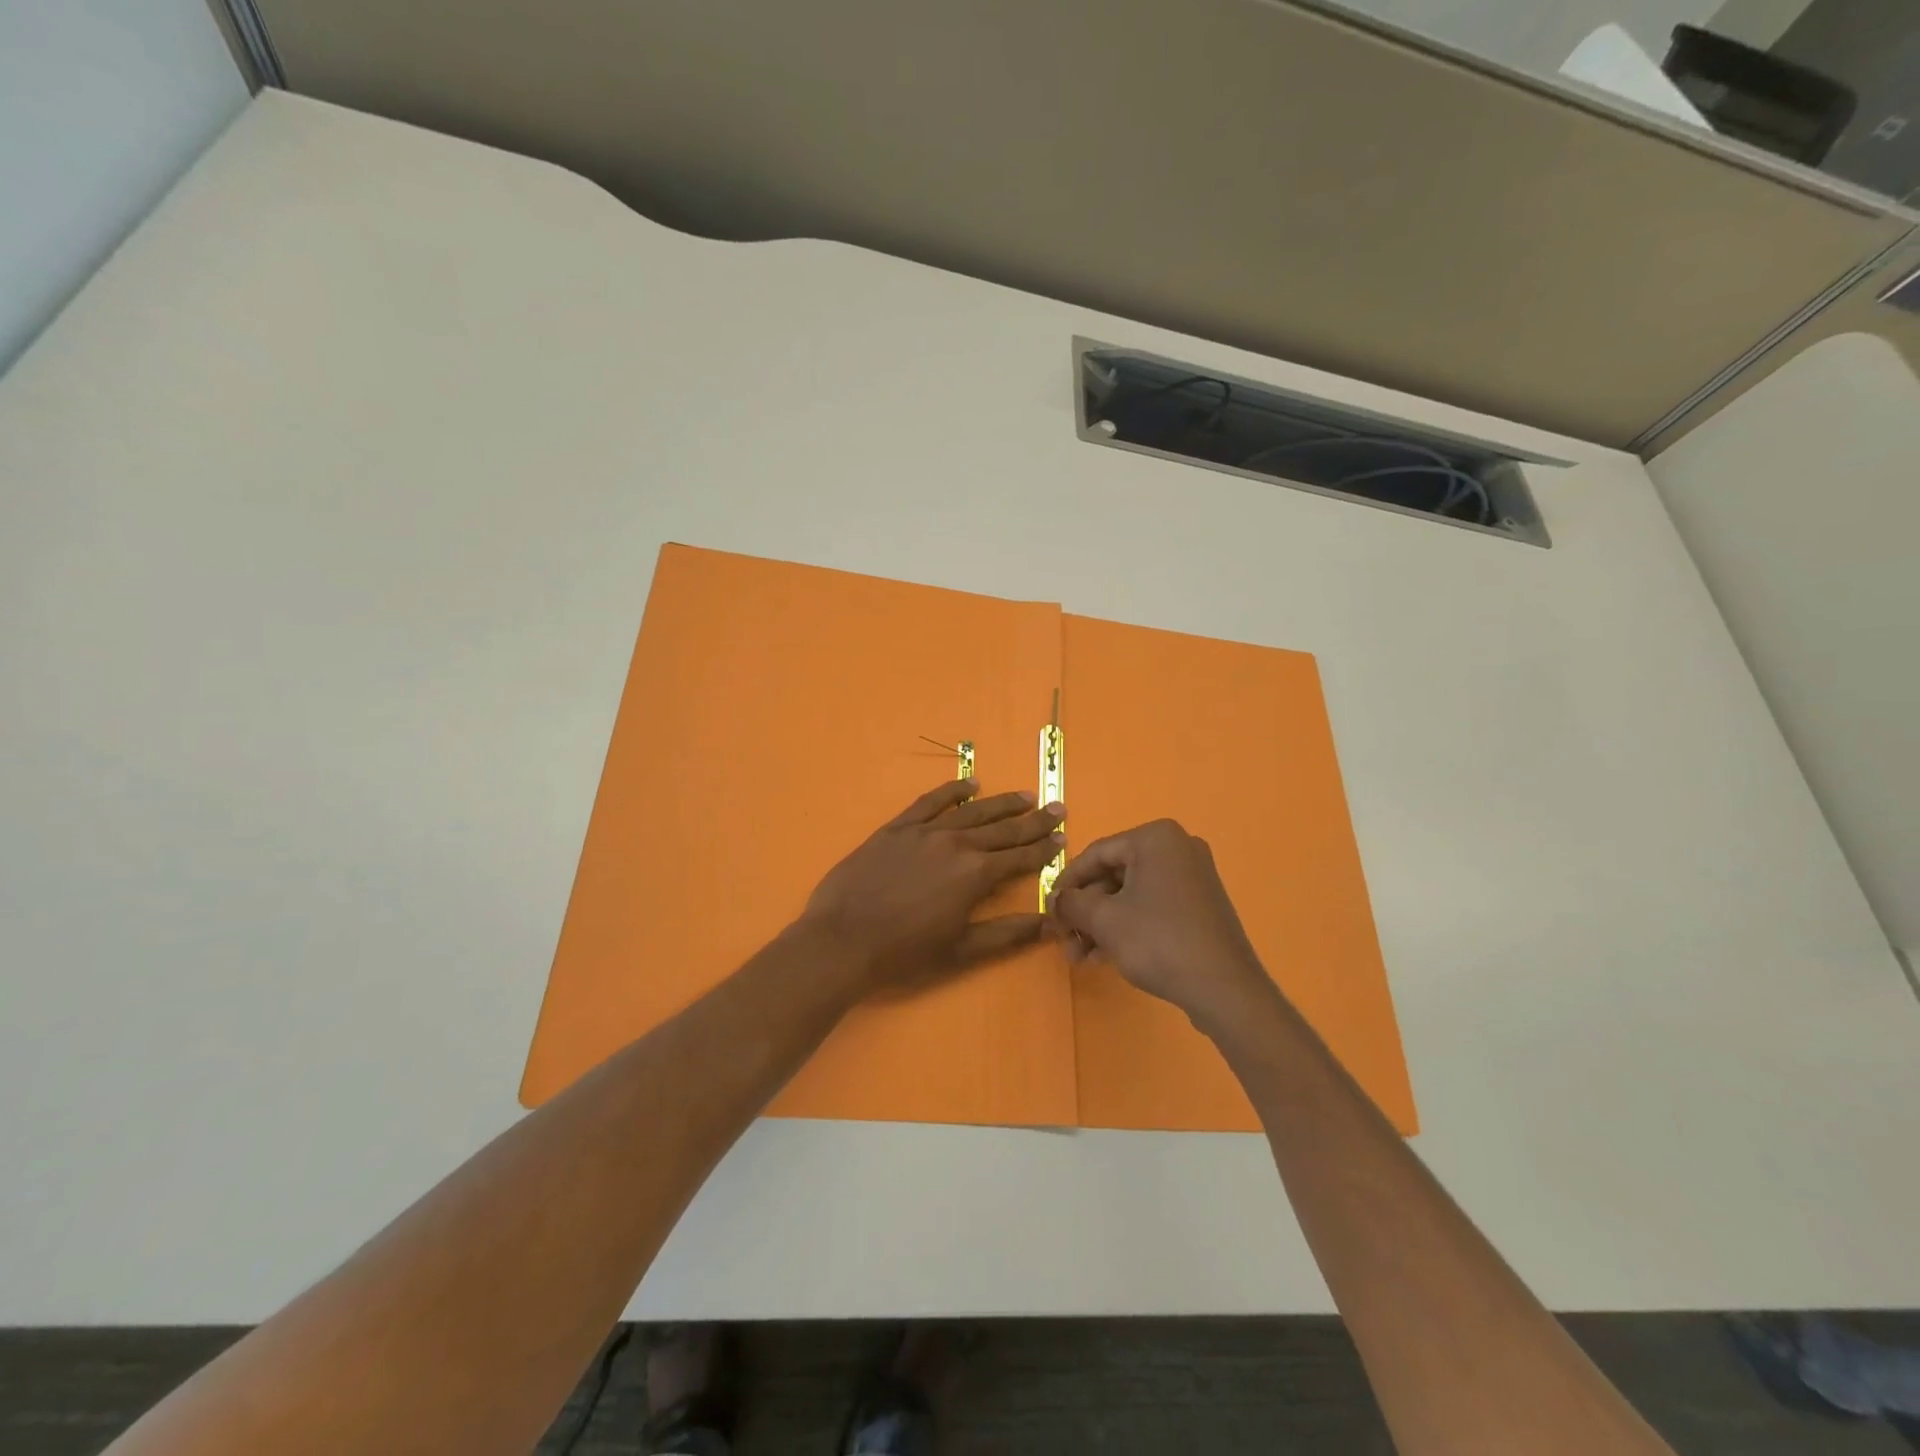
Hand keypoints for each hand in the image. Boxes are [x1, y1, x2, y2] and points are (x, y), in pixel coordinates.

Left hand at [796, 778, 1065, 997]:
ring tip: (1024, 796)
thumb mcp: (961, 951)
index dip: (1043, 849)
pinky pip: (930, 802)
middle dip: (1033, 820)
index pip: (1020, 857)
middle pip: (1002, 828)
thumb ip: (1007, 934)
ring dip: (1001, 803)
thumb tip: (1049, 923)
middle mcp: (956, 845)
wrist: (842, 940)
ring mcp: (925, 832)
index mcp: (975, 875)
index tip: (1062, 838)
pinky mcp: (897, 828)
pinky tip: (969, 784)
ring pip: (972, 811)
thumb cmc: (904, 954)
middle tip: (1056, 808)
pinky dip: (952, 791)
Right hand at [1048, 819, 1278, 1034]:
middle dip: (1085, 910)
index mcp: (1156, 838)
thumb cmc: (1158, 941)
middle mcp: (1178, 848)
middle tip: (1064, 938)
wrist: (1225, 989)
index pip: (1096, 854)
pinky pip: (1153, 906)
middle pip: (1114, 875)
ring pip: (1131, 895)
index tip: (1049, 909)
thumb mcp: (1104, 920)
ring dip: (1102, 924)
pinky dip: (1127, 926)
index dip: (1067, 883)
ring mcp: (1193, 876)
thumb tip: (1056, 901)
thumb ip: (1072, 903)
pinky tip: (1104, 956)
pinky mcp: (1200, 905)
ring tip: (1080, 956)